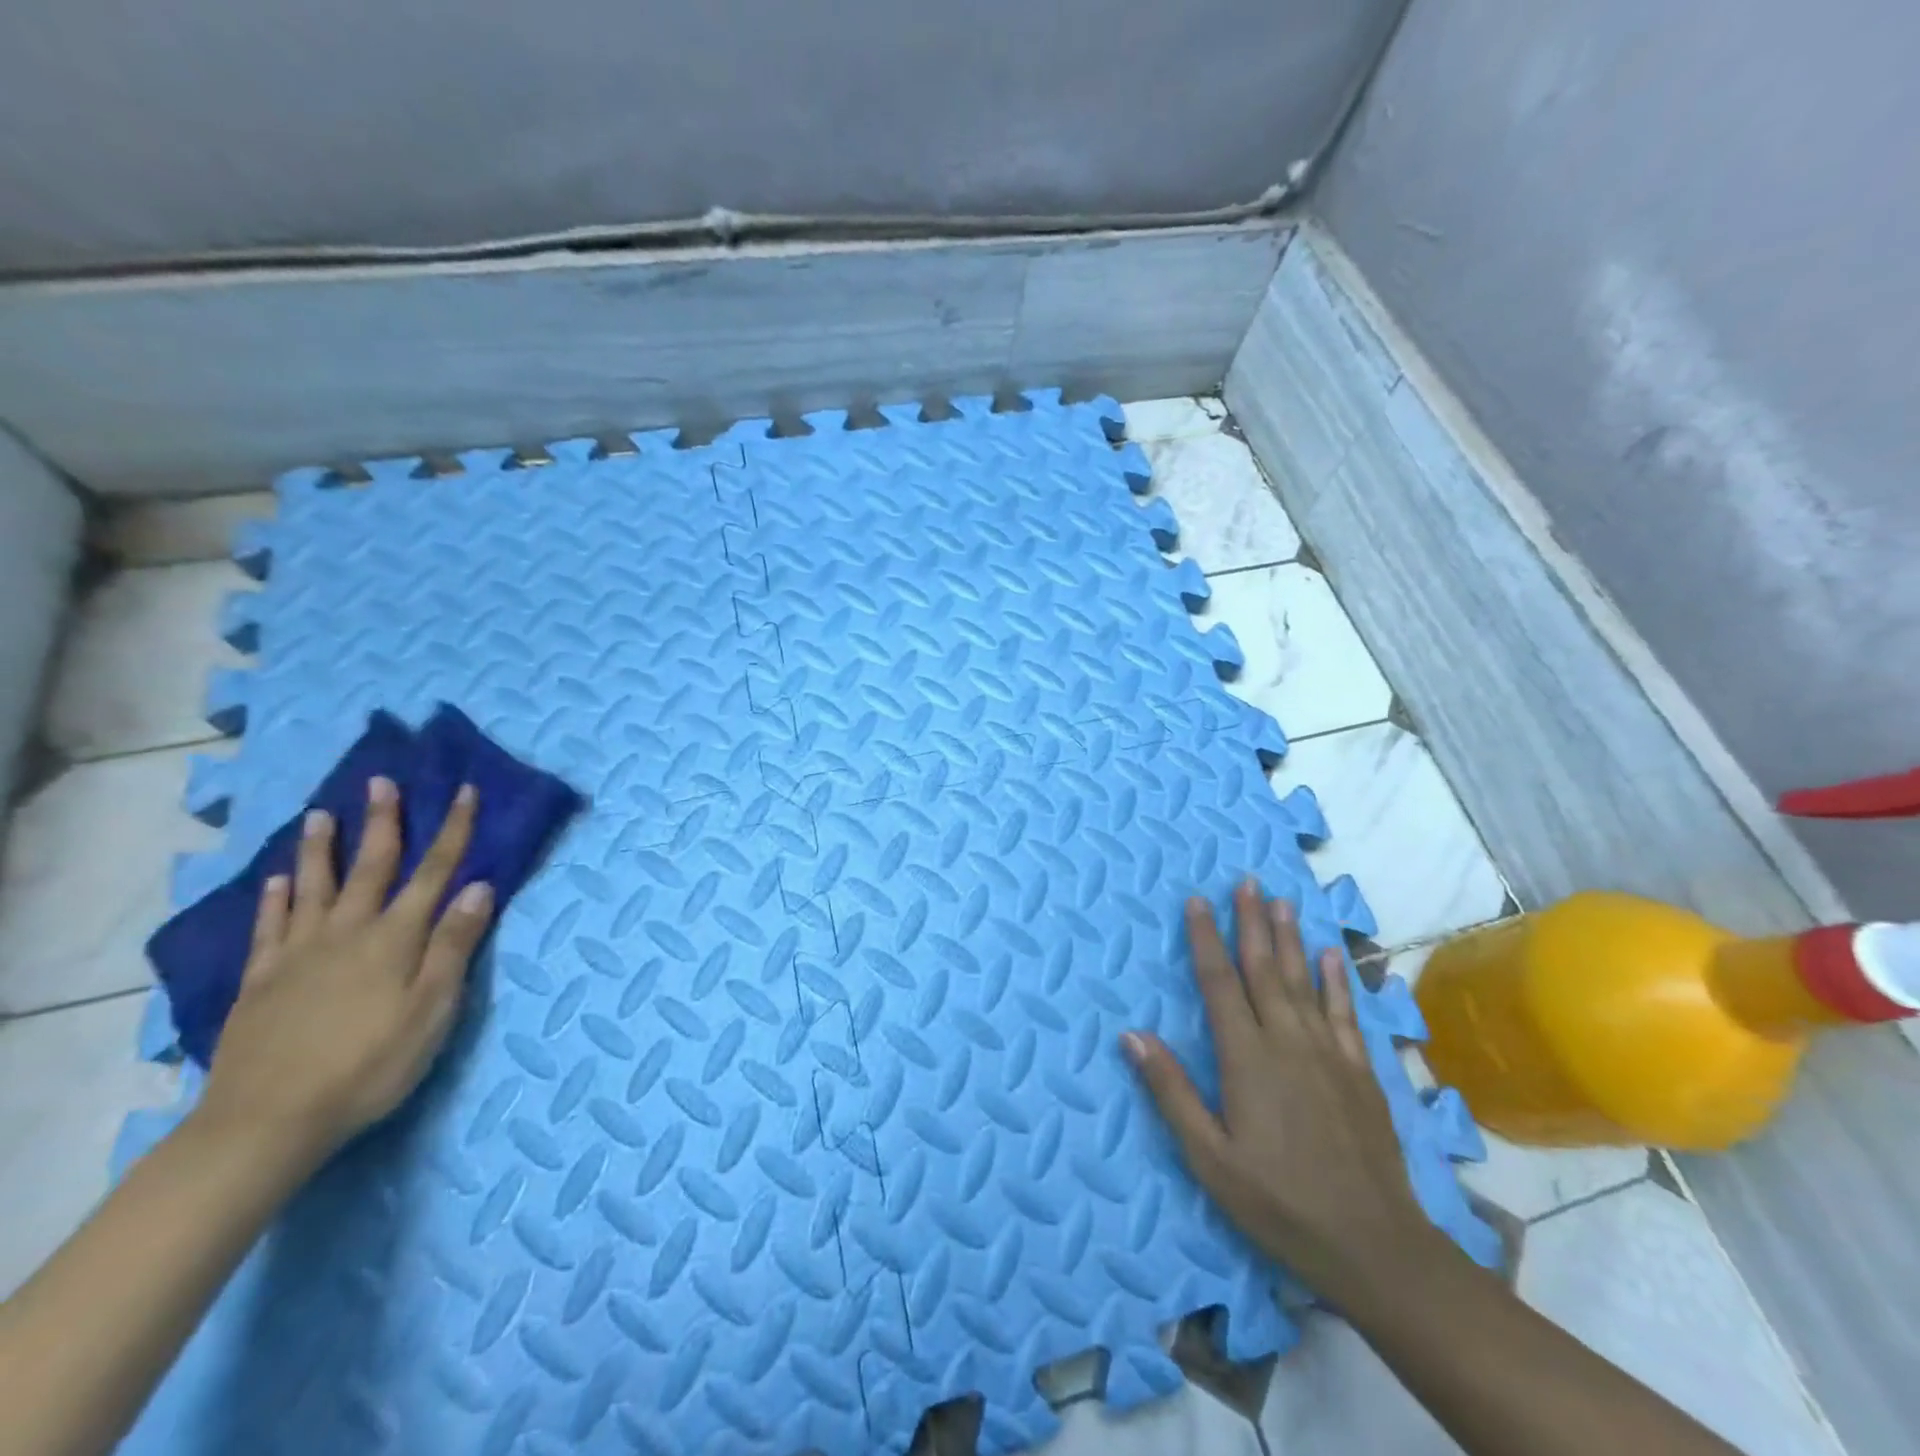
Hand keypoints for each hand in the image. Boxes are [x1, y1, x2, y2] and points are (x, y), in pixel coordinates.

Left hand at [195, 776, 495, 1162]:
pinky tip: (278, 880)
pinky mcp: (261, 980)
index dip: (452, 830)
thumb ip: (455, 946)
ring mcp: (299, 954)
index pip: (434, 872)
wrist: (267, 1121)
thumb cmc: (370, 1065)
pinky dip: (275, 899)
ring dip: (322, 848)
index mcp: (395, 938)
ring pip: (314, 887)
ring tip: (321, 814)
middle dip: (383, 822)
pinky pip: (269, 927)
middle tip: (380, 781)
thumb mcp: (433, 1009)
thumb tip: (479, 887)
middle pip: (371, 867)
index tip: (463, 791)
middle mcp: (347, 932)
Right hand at [1123, 878, 1435, 1297]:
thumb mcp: (1209, 1157)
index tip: (1197, 900)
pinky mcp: (1361, 1071)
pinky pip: (1344, 1012)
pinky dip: (1336, 979)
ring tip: (1282, 900)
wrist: (1374, 1247)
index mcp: (1247, 1058)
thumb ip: (1170, 1090)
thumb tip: (1131, 1033)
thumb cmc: (1278, 1203)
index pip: (1219, 983)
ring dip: (1290, 938)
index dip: (1205, 938)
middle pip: (1265, 968)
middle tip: (1246, 880)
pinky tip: (1331, 955)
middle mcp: (1288, 1041)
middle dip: (1251, 922)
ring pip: (1304, 980)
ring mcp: (1329, 1053)